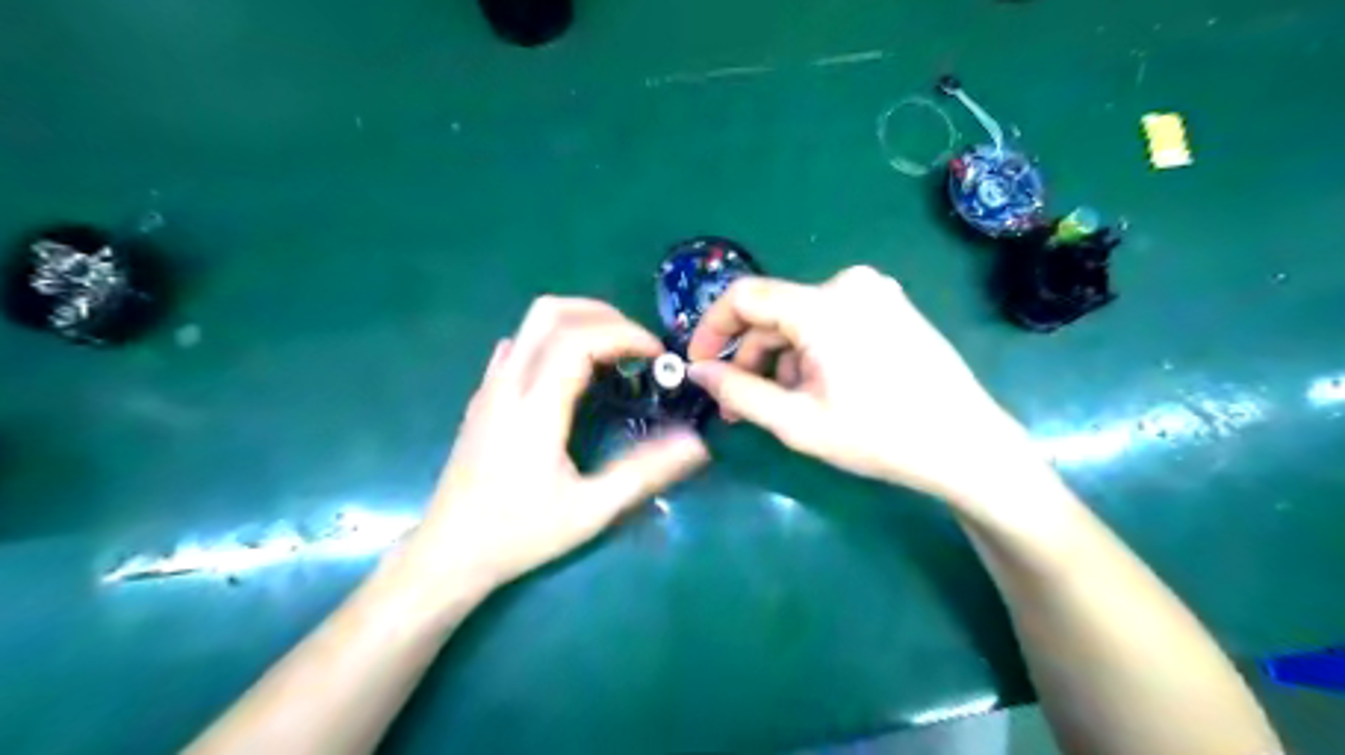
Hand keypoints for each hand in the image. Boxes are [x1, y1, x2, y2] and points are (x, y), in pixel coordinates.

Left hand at [404, 298, 707, 592]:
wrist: (449, 553)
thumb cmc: (520, 534)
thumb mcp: (591, 510)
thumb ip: (645, 472)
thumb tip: (696, 443)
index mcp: (535, 407)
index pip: (580, 339)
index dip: (625, 335)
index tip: (657, 355)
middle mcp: (509, 384)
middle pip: (551, 312)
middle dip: (602, 315)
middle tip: (637, 345)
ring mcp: (491, 387)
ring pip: (531, 322)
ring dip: (578, 321)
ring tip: (613, 352)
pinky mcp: (484, 397)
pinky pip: (519, 344)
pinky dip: (553, 338)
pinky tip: (570, 371)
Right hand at [685, 266, 1037, 505]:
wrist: (967, 445)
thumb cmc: (880, 435)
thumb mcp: (797, 422)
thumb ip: (739, 392)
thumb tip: (697, 372)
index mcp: (823, 304)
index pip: (743, 296)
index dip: (711, 328)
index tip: (698, 365)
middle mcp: (848, 284)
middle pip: (774, 313)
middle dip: (749, 357)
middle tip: (738, 404)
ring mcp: (875, 293)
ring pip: (801, 320)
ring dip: (780, 360)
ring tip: (782, 406)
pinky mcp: (891, 307)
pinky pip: (830, 322)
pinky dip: (810, 352)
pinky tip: (818, 389)